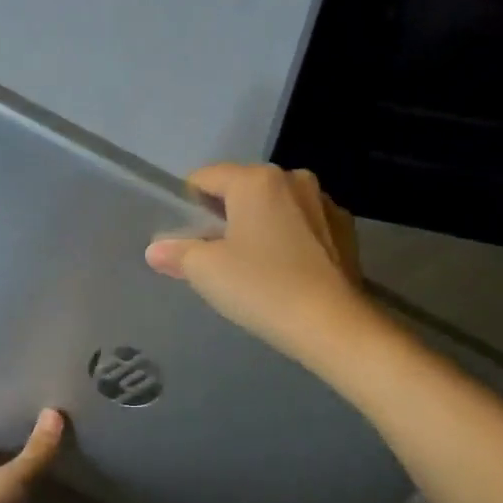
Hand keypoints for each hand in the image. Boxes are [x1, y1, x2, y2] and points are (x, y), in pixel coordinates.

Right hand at [145, 163, 376, 370]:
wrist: (333, 324)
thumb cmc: (262, 288)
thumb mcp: (207, 271)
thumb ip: (177, 253)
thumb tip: (156, 250)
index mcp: (255, 180)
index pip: (206, 177)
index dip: (188, 204)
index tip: (186, 237)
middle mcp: (293, 179)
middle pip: (243, 189)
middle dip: (227, 215)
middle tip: (216, 256)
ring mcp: (324, 203)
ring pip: (276, 206)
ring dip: (261, 225)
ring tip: (254, 265)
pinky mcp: (346, 229)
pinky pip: (304, 225)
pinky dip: (290, 239)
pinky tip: (288, 271)